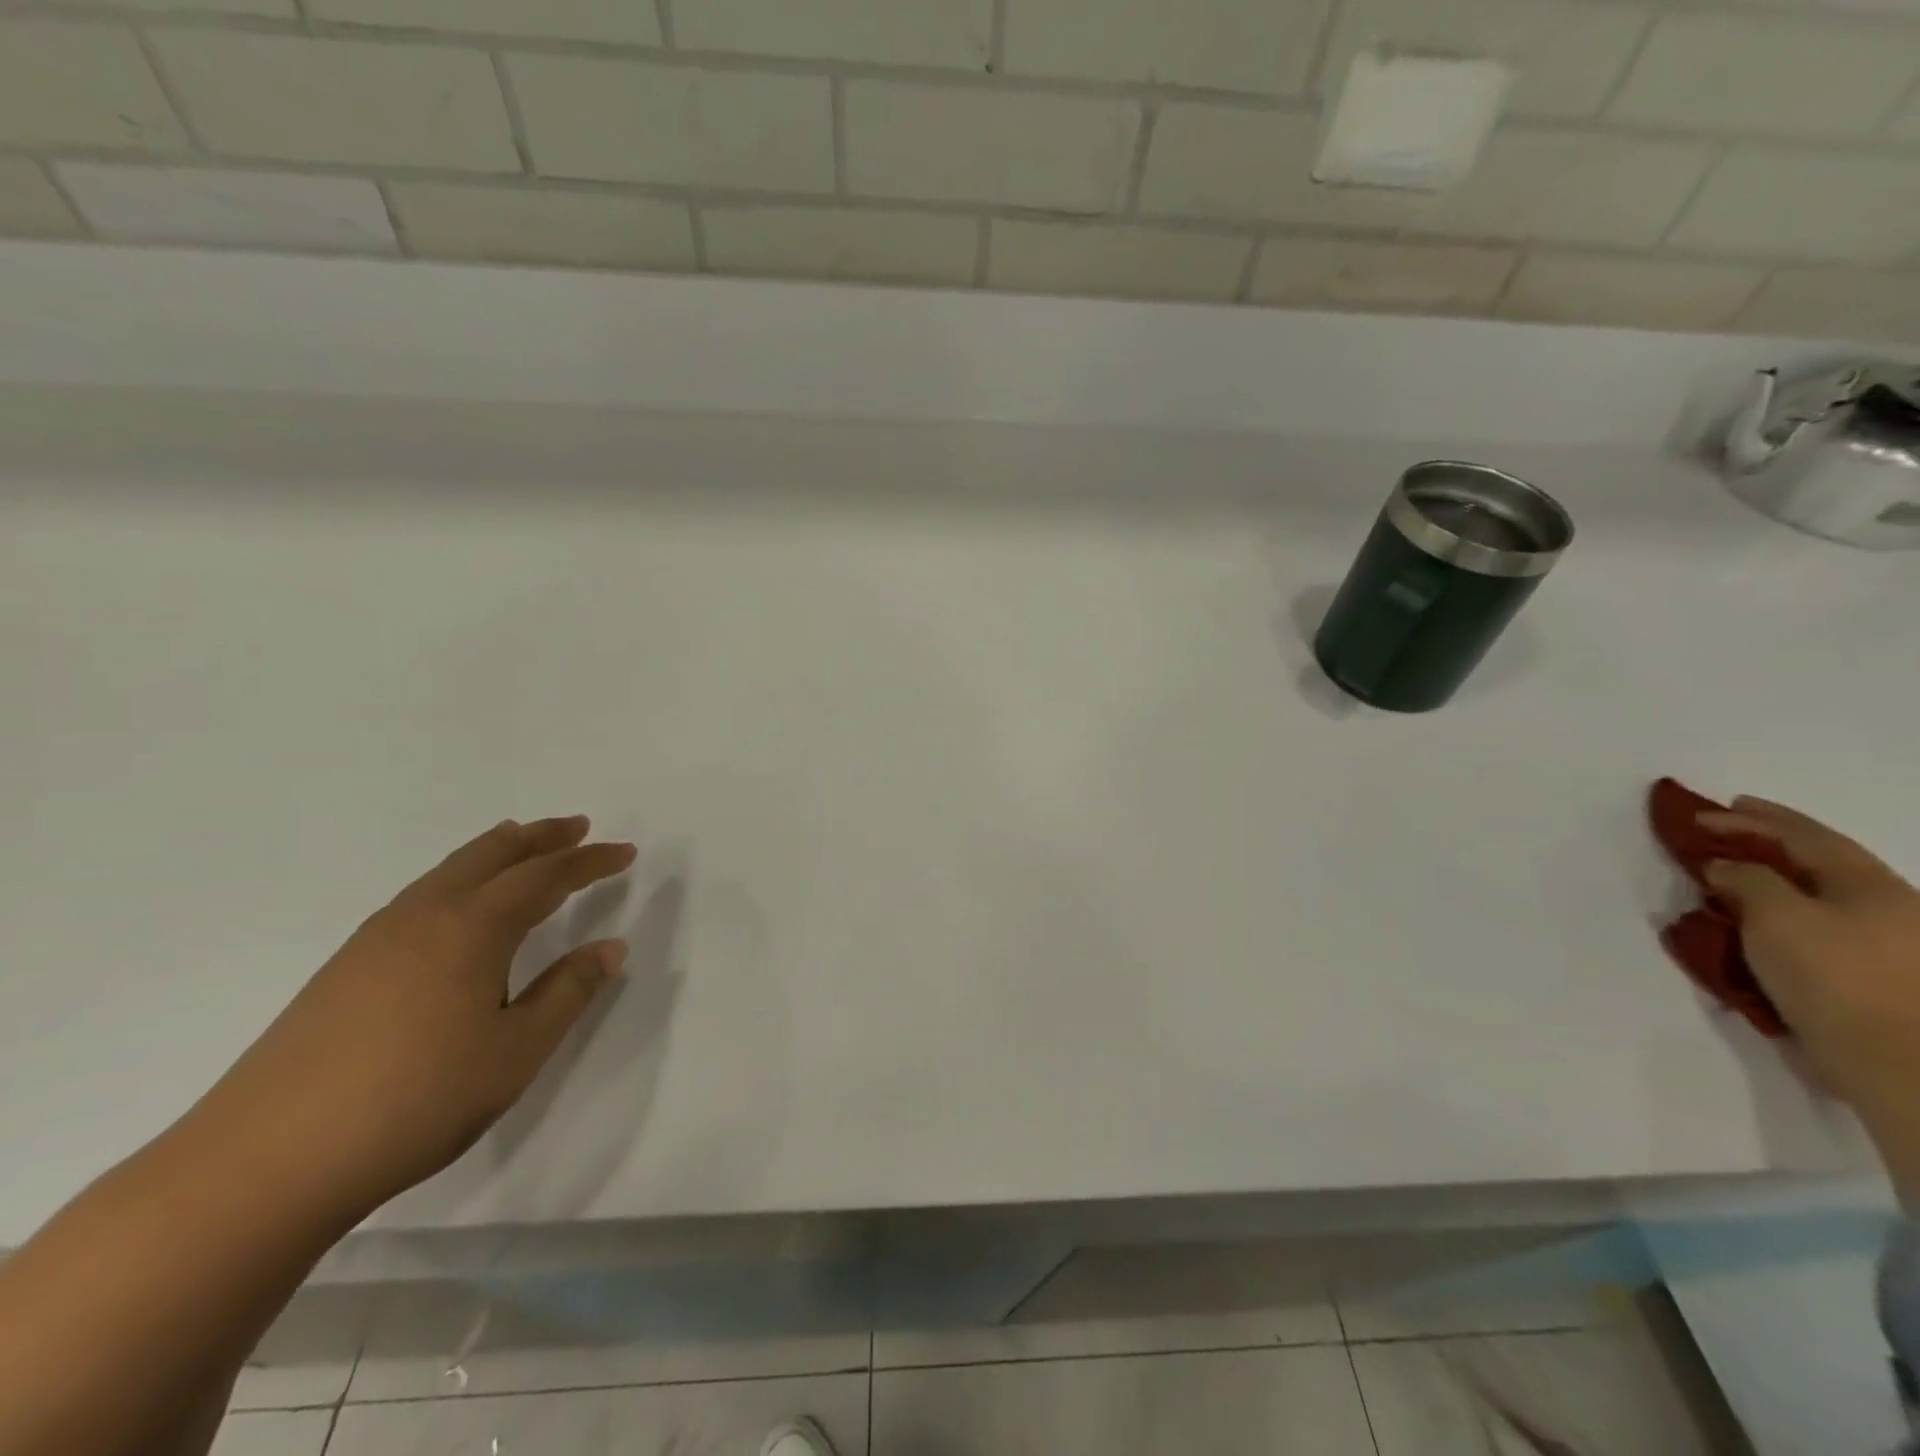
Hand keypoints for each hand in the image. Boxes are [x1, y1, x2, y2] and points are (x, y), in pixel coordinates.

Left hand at [194, 816, 636, 1223]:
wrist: (263, 1164)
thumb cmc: (415, 1102)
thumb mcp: (516, 1052)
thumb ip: (568, 992)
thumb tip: (610, 947)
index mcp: (472, 929)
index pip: (546, 876)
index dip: (590, 861)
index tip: (626, 852)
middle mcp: (424, 916)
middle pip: (492, 855)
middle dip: (540, 837)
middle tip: (577, 826)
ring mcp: (376, 939)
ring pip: (450, 870)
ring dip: (497, 852)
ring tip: (523, 845)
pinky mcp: (346, 966)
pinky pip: (421, 894)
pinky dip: (459, 877)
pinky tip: (459, 905)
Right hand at [1701, 798, 1919, 1126]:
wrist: (1896, 1063)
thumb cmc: (1835, 976)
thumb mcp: (1776, 916)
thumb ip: (1746, 880)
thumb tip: (1724, 866)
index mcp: (1871, 885)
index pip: (1805, 836)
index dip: (1753, 819)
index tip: (1704, 812)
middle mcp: (1887, 908)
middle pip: (1817, 866)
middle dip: (1766, 848)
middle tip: (1721, 838)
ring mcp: (1885, 948)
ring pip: (1817, 901)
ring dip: (1770, 885)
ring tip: (1728, 883)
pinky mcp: (1869, 981)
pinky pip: (1813, 934)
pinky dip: (1776, 921)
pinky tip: (1752, 926)